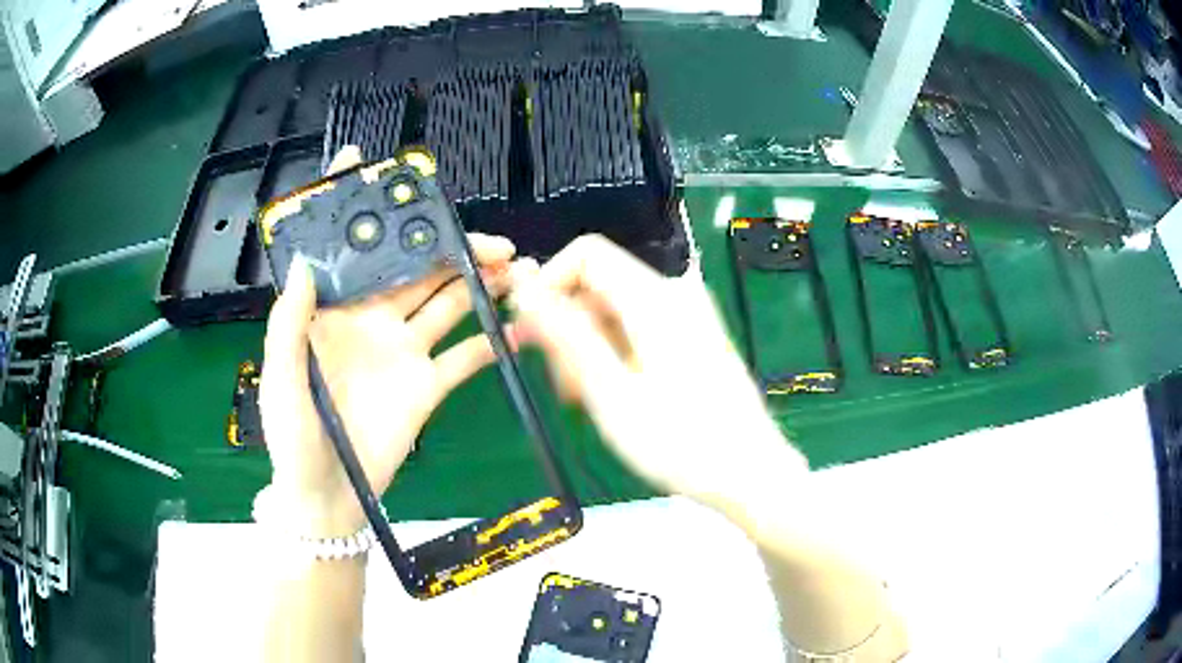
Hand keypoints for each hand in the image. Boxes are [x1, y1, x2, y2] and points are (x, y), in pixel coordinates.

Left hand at [257, 146, 528, 535]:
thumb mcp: (282, 380)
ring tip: (514, 268)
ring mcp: (404, 350)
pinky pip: (464, 357)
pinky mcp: (428, 384)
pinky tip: (513, 326)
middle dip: (450, 249)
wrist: (329, 495)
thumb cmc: (293, 436)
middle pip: (416, 270)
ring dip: (478, 283)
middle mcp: (372, 319)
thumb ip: (289, 324)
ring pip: (447, 302)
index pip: (350, 251)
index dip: (360, 208)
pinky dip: (488, 342)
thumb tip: (306, 265)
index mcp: (333, 311)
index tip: (376, 165)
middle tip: (489, 240)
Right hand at [510, 235, 807, 508]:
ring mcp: (687, 317)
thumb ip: (566, 335)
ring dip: (588, 346)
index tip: (531, 331)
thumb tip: (525, 290)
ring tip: (583, 399)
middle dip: (567, 325)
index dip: (550, 282)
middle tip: (560, 384)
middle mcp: (673, 295)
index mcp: (654, 297)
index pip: (587, 253)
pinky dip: (615, 354)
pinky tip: (611, 395)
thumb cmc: (679, 441)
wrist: (749, 473)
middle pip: (600, 284)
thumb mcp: (610, 392)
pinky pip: (638, 329)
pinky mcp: (693, 339)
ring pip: (616, 310)